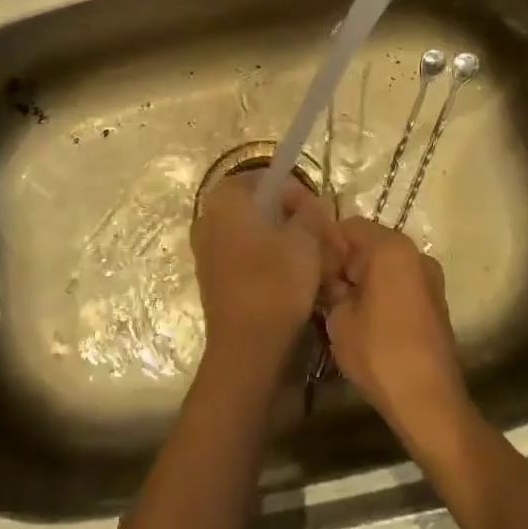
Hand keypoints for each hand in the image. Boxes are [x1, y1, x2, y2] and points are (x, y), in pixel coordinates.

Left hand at [190, 172, 329, 373]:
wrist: (245, 350)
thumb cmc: (275, 284)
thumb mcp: (305, 240)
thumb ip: (310, 212)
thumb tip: (311, 204)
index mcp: (225, 198)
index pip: (267, 179)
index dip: (298, 194)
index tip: (319, 217)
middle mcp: (208, 217)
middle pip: (260, 206)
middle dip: (292, 219)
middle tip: (321, 238)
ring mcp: (207, 249)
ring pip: (254, 232)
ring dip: (283, 241)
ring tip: (312, 261)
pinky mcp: (213, 278)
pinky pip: (245, 256)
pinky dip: (268, 261)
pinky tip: (292, 279)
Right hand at [324, 218, 469, 446]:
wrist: (430, 402)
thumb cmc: (380, 353)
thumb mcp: (339, 318)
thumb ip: (331, 286)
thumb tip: (329, 276)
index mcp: (391, 248)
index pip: (348, 226)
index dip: (325, 244)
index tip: (309, 268)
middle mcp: (415, 253)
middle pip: (369, 243)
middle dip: (344, 262)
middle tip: (322, 290)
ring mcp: (430, 277)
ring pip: (385, 264)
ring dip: (363, 278)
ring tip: (341, 307)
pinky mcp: (435, 302)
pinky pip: (400, 282)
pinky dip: (381, 291)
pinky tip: (365, 319)